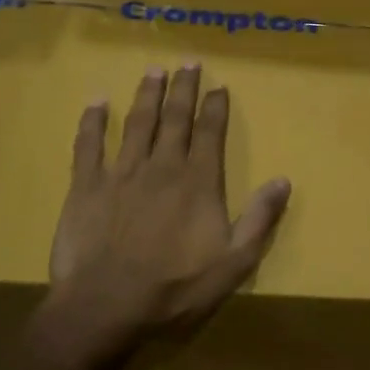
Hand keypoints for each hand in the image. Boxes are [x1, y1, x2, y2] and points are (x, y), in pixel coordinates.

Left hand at [43, 65, 290, 365]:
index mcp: (198, 183)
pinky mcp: (86, 187)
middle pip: (174, 118)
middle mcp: (161, 167)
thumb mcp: (233, 264)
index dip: (215, 107)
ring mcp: (121, 174)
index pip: (209, 133)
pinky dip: (93, 122)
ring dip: (146, 95)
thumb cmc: (175, 289)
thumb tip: (283, 180)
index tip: (218, 86)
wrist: (107, 306)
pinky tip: (97, 102)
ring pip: (137, 123)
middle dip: (183, 89)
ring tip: (153, 71)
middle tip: (188, 63)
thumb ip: (259, 219)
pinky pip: (88, 145)